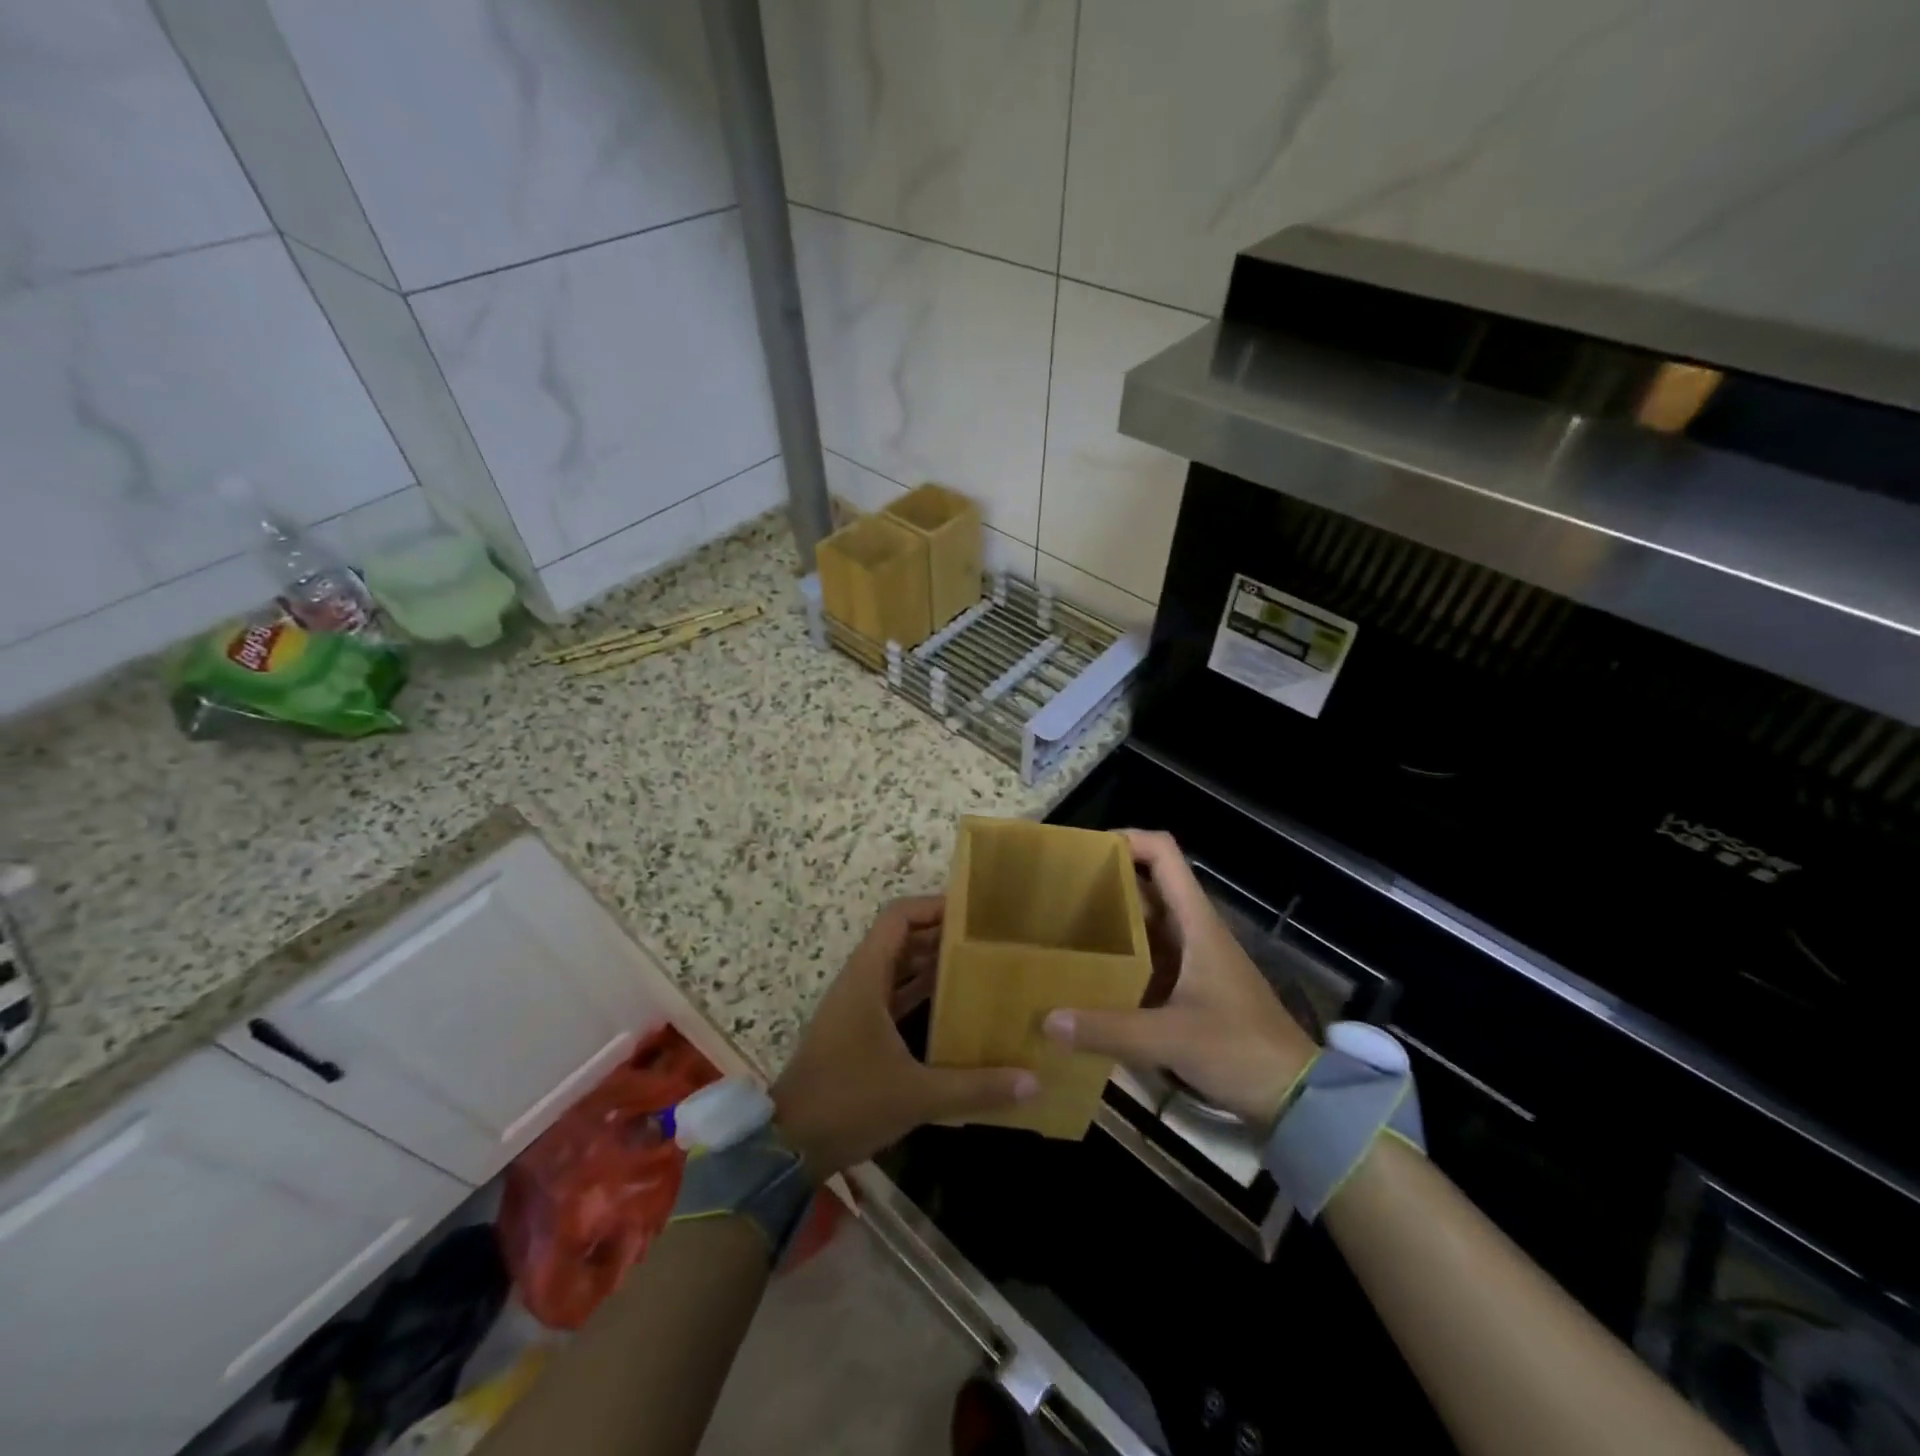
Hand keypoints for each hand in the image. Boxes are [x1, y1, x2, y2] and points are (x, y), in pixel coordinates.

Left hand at [771, 896, 1037, 1177]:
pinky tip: (954, 1010)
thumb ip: (976, 1087)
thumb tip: (1034, 1082)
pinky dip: (920, 995)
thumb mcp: (917, 1095)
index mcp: (867, 977)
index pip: (898, 917)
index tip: (973, 912)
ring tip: (981, 969)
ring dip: (933, 966)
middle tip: (989, 941)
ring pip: (898, 969)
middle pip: (902, 939)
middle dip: (942, 936)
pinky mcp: (856, 1032)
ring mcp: (856, 1007)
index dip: (933, 906)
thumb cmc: (848, 1102)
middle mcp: (860, 982)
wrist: (788, 1146)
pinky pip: (893, 997)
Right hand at [1043, 830, 1317, 1124]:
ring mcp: (1192, 960)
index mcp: (1197, 923)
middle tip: (1059, 891)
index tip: (1084, 851)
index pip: (1164, 855)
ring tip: (1063, 926)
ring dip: (1110, 919)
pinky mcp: (1189, 988)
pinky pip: (1147, 957)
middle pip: (1148, 885)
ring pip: (1145, 922)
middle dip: (1107, 880)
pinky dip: (1119, 956)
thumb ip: (1109, 1030)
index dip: (1128, 839)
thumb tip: (1047, 1020)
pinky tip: (1088, 974)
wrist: (1293, 1097)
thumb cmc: (1240, 1049)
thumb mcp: (1171, 1038)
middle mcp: (1193, 931)